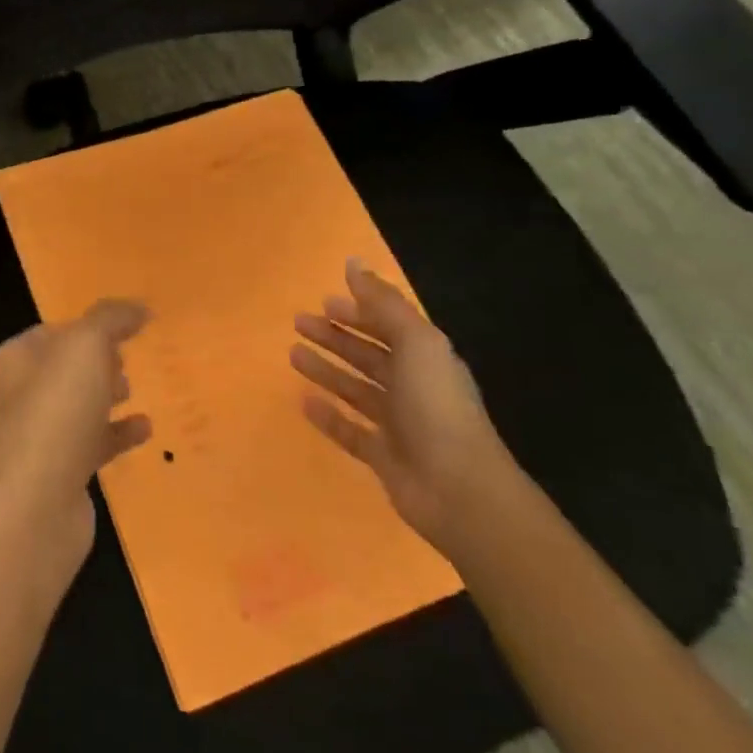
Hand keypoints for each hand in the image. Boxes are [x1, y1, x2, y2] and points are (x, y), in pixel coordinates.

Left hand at [0, 300, 153, 568]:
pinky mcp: (60, 472)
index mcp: (17, 358)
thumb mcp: (85, 347)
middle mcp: (21, 392)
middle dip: (94, 360)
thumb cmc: (56, 410)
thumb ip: (110, 319)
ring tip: (133, 388)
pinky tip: (146, 429)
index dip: (86, 326)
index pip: (53, 331)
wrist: (36, 503)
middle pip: (64, 367)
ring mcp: (39, 435)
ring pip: (77, 404)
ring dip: (104, 395)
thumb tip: (138, 307)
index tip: (122, 328)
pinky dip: (117, 433)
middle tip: (127, 358)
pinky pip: (92, 442)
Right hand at [291, 259, 517, 555]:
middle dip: (336, 338)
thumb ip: (384, 303)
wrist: (460, 490)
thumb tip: (353, 262)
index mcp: (427, 359)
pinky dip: (328, 415)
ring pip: (356, 388)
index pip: (388, 328)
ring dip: (327, 370)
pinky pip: (350, 430)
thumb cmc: (436, 406)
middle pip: (369, 356)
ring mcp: (399, 424)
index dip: (358, 313)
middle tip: (298, 323)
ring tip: (292, 355)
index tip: (323, 301)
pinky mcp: (384, 456)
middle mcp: (414, 388)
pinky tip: (304, 402)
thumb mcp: (416, 343)